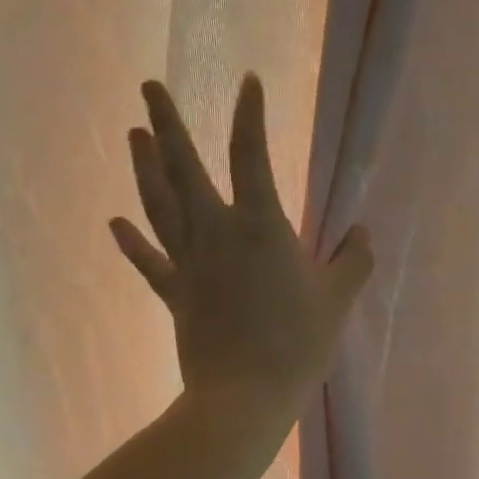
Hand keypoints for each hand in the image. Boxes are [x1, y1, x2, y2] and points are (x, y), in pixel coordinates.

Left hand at [111, 76, 373, 413]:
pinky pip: (149, 263)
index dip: (249, 115)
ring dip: (143, 167)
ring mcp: (188, 263)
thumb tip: (363, 233)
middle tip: (149, 86)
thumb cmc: (296, 343)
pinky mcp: (175, 294)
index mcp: (258, 226)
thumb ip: (354, 260)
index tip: (247, 82)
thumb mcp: (337, 299)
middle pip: (183, 169)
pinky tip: (115, 222)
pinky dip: (131, 242)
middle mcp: (214, 233)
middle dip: (166, 124)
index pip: (250, 156)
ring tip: (132, 134)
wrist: (245, 396)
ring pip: (158, 205)